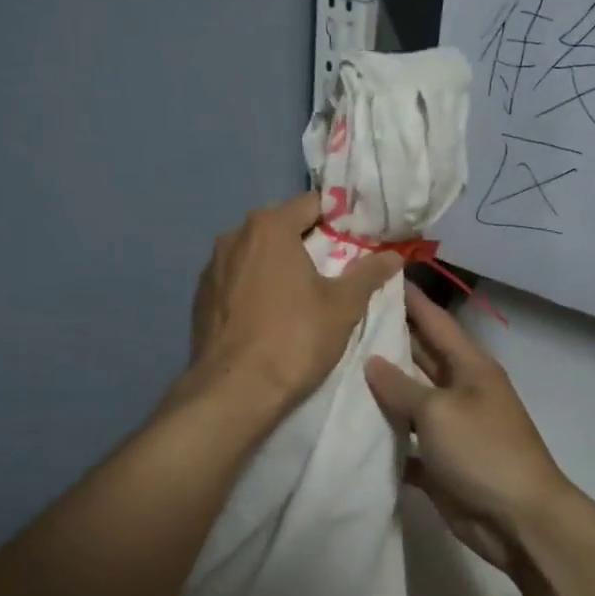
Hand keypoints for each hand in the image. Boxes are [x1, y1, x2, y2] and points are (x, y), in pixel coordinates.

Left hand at [189, 191, 401, 411]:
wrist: (233, 391)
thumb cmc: (294, 339)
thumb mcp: (342, 306)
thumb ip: (368, 274)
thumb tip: (394, 255)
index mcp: (269, 226)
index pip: (311, 204)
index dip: (337, 219)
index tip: (356, 240)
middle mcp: (234, 236)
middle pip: (280, 227)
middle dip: (307, 242)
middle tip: (333, 269)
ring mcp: (212, 267)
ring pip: (255, 254)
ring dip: (278, 265)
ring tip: (300, 295)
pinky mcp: (200, 297)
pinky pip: (236, 280)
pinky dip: (254, 287)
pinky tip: (268, 315)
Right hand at [364, 285, 573, 571]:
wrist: (519, 521)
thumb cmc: (482, 450)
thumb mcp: (438, 411)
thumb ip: (401, 386)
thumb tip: (371, 361)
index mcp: (469, 366)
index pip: (435, 320)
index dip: (410, 299)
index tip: (380, 275)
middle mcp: (460, 390)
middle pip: (419, 356)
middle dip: (387, 340)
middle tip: (344, 321)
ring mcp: (451, 427)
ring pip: (409, 399)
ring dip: (380, 390)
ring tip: (336, 369)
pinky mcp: (440, 461)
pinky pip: (406, 442)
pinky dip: (385, 438)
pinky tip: (350, 430)